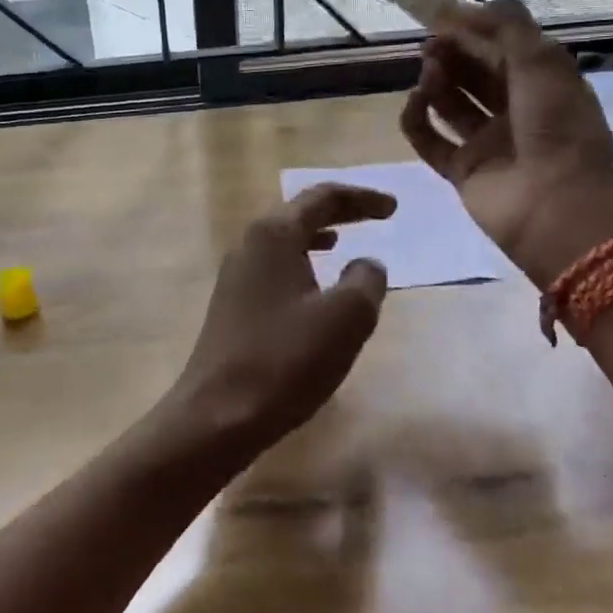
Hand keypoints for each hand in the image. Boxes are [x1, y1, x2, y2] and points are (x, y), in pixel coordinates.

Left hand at [154, 184, 394, 461]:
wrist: (218, 414)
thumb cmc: (286, 359)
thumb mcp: (345, 317)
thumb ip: (366, 280)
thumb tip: (366, 264)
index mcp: (274, 234)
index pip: (322, 197)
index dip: (362, 198)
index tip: (393, 207)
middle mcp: (249, 244)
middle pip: (299, 213)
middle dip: (340, 212)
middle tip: (376, 216)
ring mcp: (235, 275)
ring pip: (284, 241)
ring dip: (317, 237)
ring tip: (343, 243)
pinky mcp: (232, 304)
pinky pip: (274, 268)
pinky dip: (301, 264)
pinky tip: (314, 288)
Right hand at [400, 0, 612, 286]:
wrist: (559, 209)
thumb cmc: (558, 128)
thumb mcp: (543, 63)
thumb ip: (508, 27)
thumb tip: (470, 7)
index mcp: (541, 82)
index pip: (500, 46)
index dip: (470, 27)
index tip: (436, 11)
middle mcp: (514, 109)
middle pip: (473, 72)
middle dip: (451, 52)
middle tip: (429, 42)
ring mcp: (487, 142)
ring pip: (451, 103)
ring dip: (436, 81)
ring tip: (428, 71)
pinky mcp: (462, 170)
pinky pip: (431, 140)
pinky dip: (418, 120)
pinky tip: (414, 102)